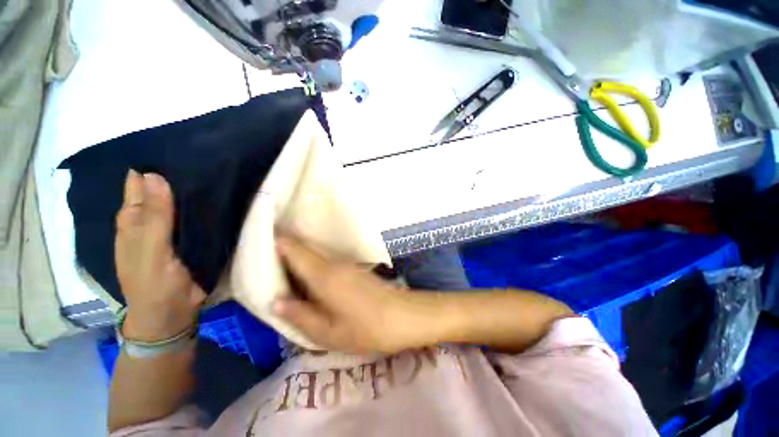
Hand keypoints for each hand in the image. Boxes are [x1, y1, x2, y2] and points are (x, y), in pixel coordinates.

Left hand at [115, 170, 205, 341]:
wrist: (173, 312)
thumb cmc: (153, 284)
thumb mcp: (149, 251)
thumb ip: (153, 217)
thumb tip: (154, 175)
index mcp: (134, 219)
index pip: (141, 184)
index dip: (154, 166)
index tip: (179, 147)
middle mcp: (153, 219)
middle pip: (165, 190)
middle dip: (180, 174)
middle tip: (207, 155)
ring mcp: (175, 229)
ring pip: (184, 202)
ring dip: (197, 189)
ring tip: (218, 169)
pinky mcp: (194, 237)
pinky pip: (199, 216)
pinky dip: (207, 206)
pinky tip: (222, 196)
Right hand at [273, 234, 425, 354]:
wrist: (402, 316)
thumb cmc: (365, 329)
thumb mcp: (327, 333)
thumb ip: (299, 315)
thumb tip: (275, 301)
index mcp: (324, 275)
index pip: (294, 249)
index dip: (275, 242)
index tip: (257, 243)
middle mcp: (334, 262)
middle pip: (303, 247)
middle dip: (282, 248)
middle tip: (261, 258)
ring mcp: (346, 263)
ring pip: (315, 253)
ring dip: (297, 256)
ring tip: (277, 267)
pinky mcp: (353, 267)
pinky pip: (325, 260)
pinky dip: (311, 263)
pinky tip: (304, 277)